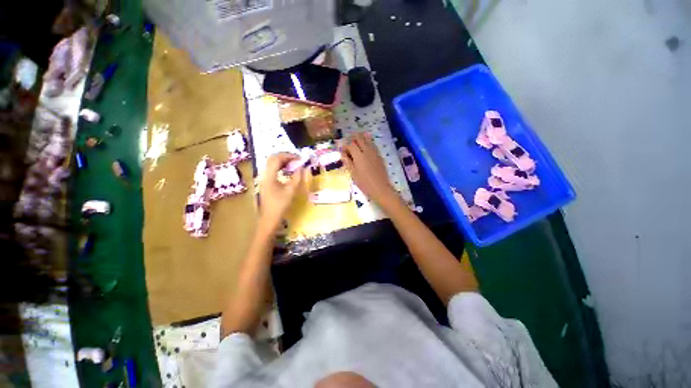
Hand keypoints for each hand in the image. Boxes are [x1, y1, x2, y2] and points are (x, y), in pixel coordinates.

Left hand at [258, 153, 303, 231]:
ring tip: (294, 164)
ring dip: (282, 161)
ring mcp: (264, 178)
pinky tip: (287, 171)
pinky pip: (272, 169)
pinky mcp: (265, 182)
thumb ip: (297, 177)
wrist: (269, 218)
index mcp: (270, 176)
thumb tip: (302, 167)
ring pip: (271, 163)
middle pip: (272, 159)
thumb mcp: (291, 191)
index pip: (277, 159)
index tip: (299, 158)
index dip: (288, 156)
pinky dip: (280, 167)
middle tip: (296, 160)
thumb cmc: (280, 205)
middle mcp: (264, 175)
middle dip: (285, 156)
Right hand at [342, 133, 398, 206]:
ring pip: (367, 139)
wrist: (380, 188)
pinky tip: (365, 149)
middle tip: (349, 146)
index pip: (351, 144)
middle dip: (353, 139)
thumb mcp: (353, 174)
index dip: (346, 146)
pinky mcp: (379, 155)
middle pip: (359, 138)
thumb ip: (348, 162)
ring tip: (356, 145)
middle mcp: (367, 151)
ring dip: (361, 139)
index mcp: (359, 156)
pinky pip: (372, 144)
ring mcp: (374, 152)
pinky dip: (367, 143)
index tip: (343, 151)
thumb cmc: (364, 183)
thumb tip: (342, 153)